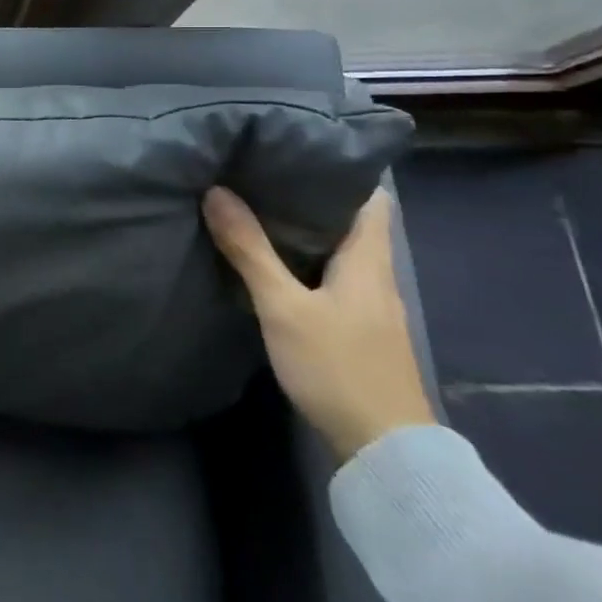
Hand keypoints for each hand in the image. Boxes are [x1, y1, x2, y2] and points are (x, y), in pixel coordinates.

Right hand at [202, 186, 435, 463]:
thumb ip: (250, 250)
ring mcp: (370, 308)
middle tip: (261, 173)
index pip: (370, 199)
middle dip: (310, 197)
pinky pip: (332, 279)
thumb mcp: (284, 307)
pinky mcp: (358, 332)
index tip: (299, 149)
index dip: (342, 170)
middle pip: (350, 223)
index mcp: (368, 261)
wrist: (384, 451)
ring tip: (257, 208)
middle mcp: (376, 278)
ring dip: (305, 231)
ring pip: (339, 252)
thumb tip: (217, 192)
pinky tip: (274, 264)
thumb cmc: (338, 367)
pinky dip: (305, 262)